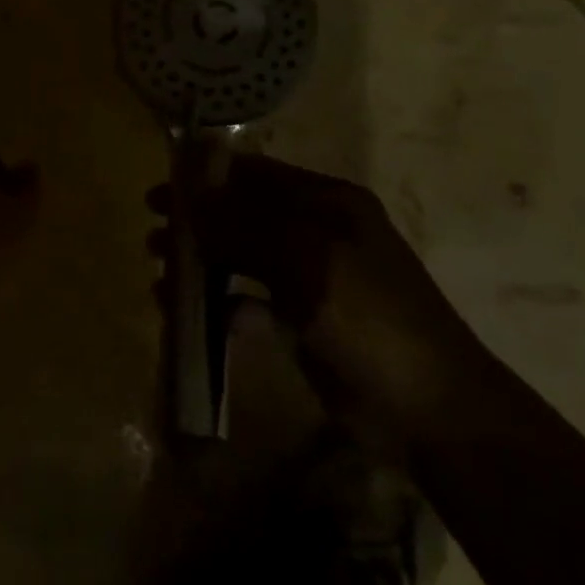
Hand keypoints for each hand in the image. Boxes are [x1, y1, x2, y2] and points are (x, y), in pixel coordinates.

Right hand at [148, 153, 481, 434]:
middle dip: (197, 220)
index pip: (256, 173)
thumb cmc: (370, 318)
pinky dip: (217, 303)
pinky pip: (247, 300)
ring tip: (160, 272)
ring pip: (240, 257)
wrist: (430, 410)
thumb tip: (190, 194)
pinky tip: (188, 314)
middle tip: (153, 231)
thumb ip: (243, 225)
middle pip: (243, 214)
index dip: (207, 176)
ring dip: (200, 261)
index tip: (163, 187)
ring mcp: (308, 279)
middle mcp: (316, 232)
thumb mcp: (305, 260)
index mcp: (328, 203)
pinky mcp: (300, 321)